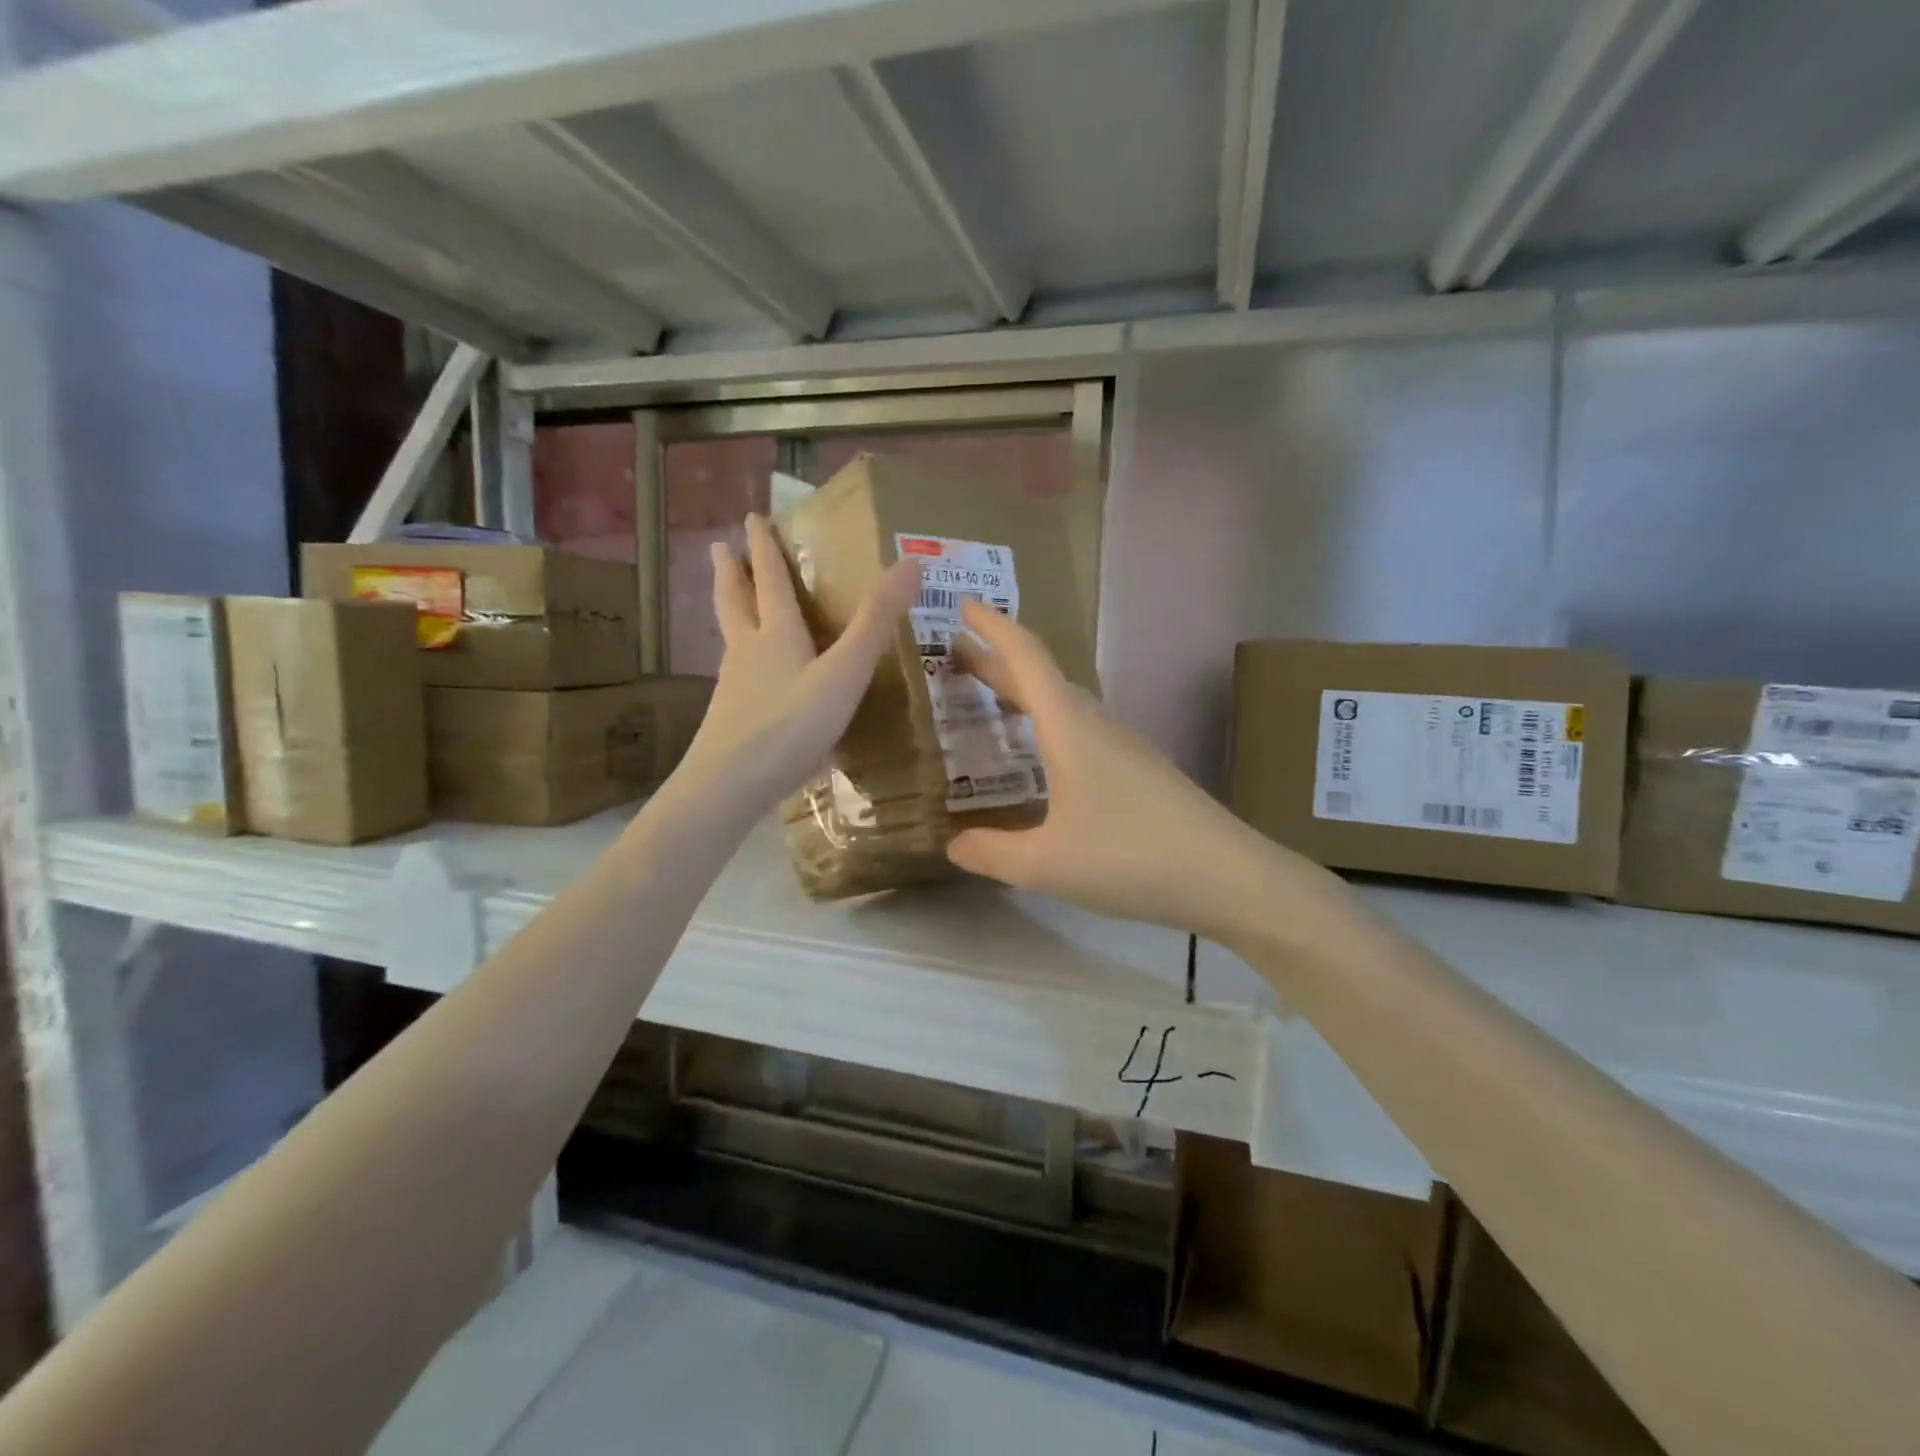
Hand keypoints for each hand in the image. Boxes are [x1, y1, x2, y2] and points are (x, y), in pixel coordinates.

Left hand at [682, 513, 919, 814]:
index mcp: (775, 634)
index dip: (765, 548)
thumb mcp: (844, 673)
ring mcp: (734, 686)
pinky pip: (735, 671)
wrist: (730, 785)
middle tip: (722, 547)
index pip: (770, 580)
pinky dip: (738, 655)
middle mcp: (748, 652)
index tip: (753, 518)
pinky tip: (745, 674)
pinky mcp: (730, 717)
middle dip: (733, 572)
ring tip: (730, 599)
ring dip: (730, 609)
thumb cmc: (790, 725)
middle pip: (735, 601)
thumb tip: (911, 562)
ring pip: (730, 636)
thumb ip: (876, 623)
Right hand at [946, 600, 1319, 943]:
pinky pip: (1081, 730)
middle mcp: (1096, 724)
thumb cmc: (1129, 858)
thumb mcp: (1044, 864)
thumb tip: (953, 846)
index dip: (993, 628)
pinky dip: (1048, 726)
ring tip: (991, 700)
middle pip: (1042, 678)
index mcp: (1069, 728)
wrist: (1227, 877)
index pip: (1026, 658)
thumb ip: (991, 853)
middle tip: (957, 656)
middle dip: (998, 661)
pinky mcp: (1140, 770)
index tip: (964, 605)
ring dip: (1025, 693)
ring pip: (1065, 704)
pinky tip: (1042, 758)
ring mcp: (1123, 746)